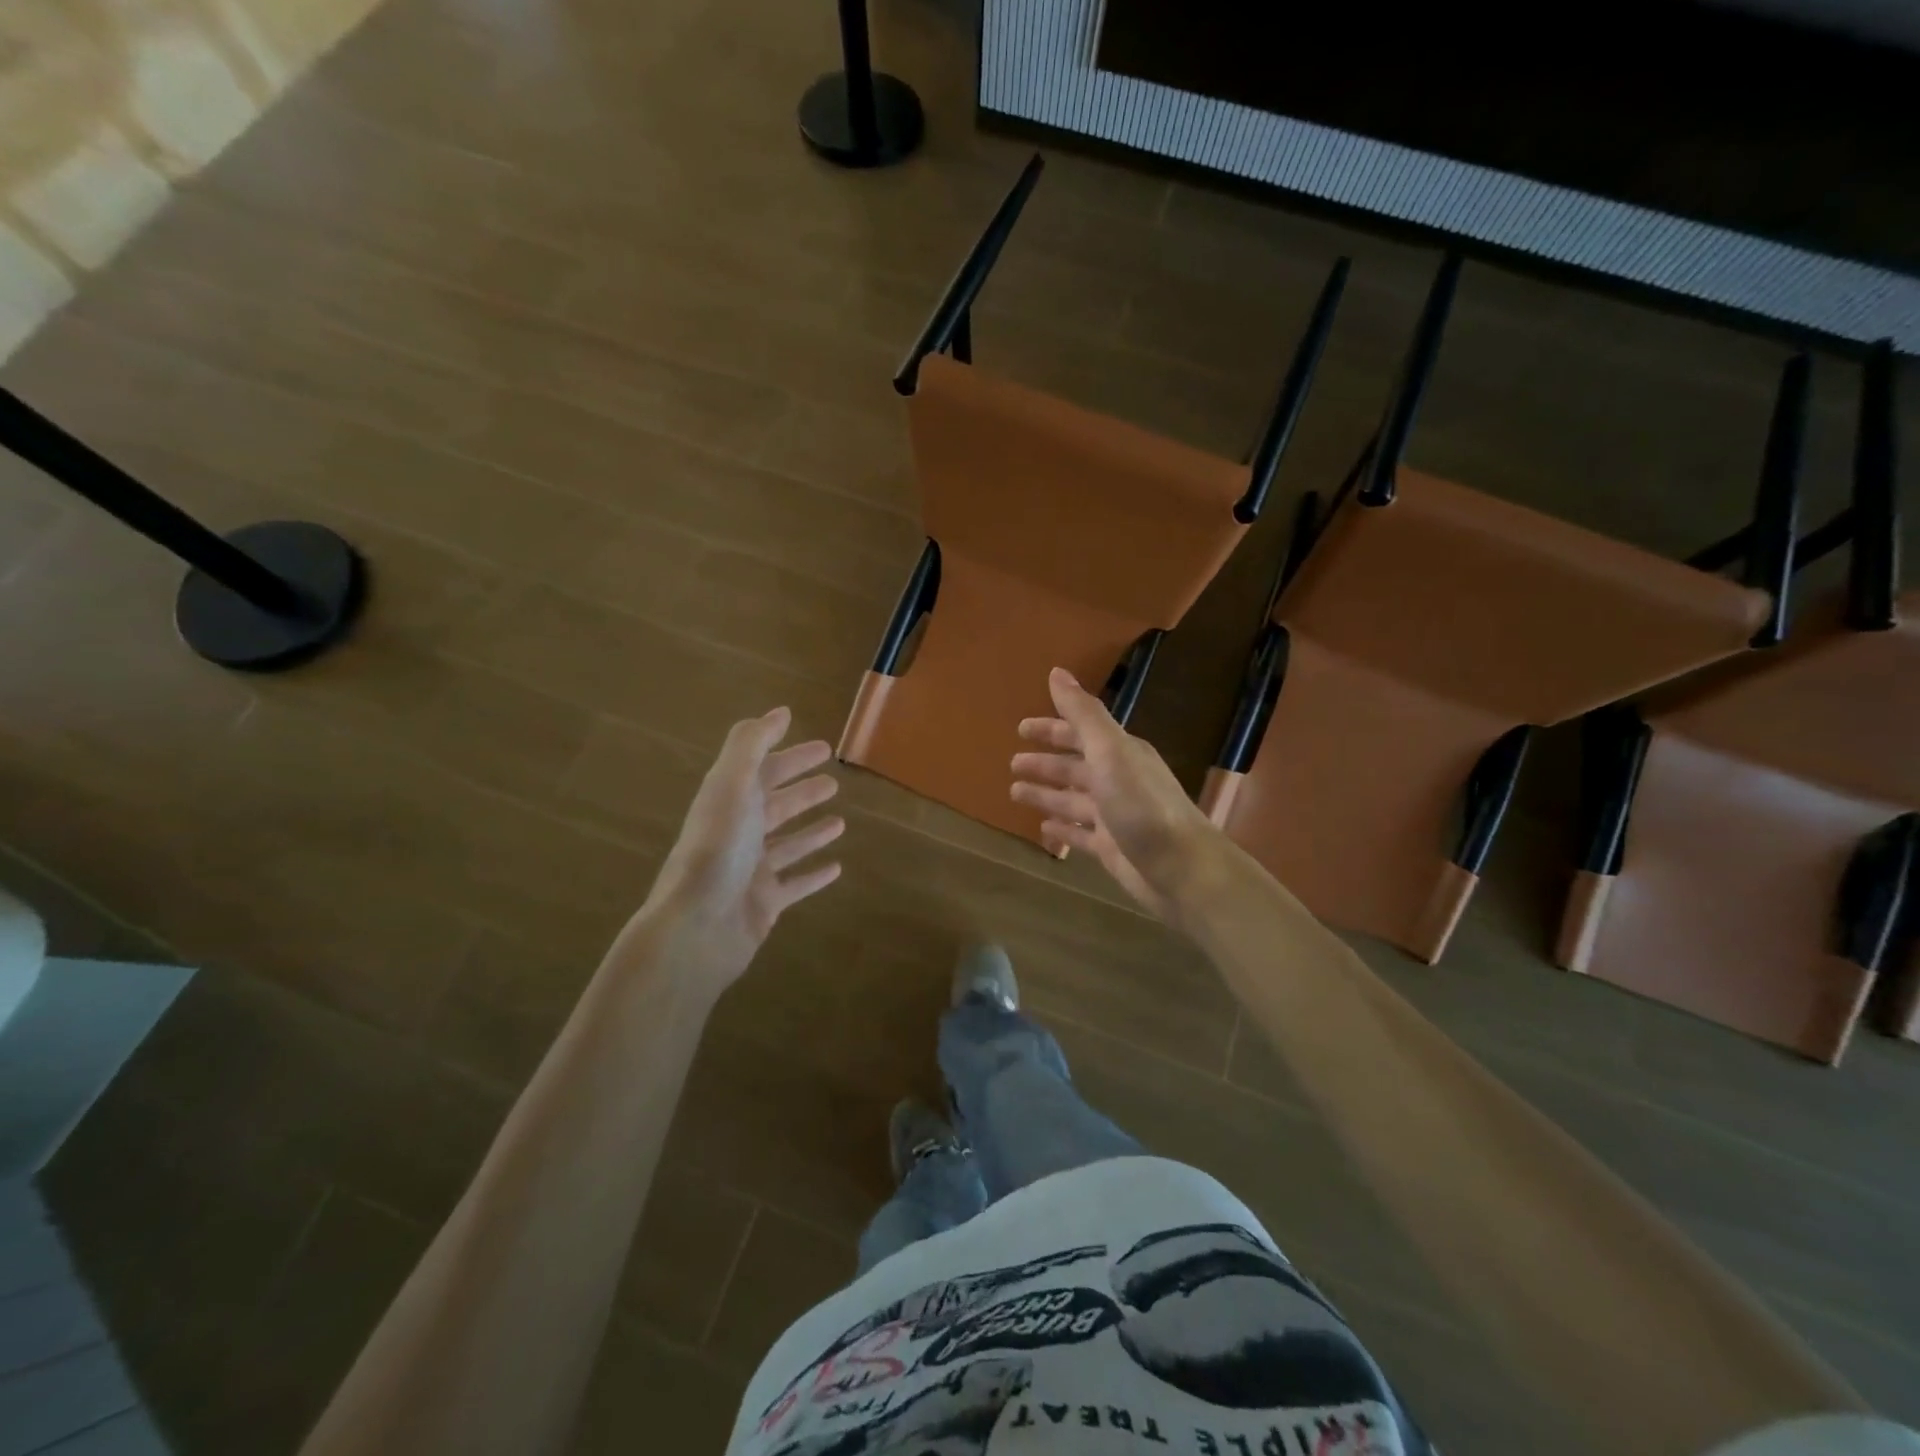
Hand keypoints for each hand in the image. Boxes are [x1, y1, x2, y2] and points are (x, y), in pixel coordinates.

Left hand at [630, 707, 843, 993]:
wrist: (697, 928)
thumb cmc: (717, 851)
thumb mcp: (731, 785)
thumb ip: (751, 744)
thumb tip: (780, 712)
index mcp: (729, 802)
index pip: (764, 771)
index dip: (791, 757)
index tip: (824, 748)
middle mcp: (739, 833)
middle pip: (775, 806)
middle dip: (803, 791)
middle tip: (835, 782)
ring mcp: (751, 871)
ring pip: (787, 845)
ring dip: (811, 832)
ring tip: (840, 822)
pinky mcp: (764, 903)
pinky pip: (795, 885)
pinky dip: (814, 875)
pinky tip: (837, 868)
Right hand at [1010, 668, 1219, 923]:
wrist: (1181, 868)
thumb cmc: (1142, 805)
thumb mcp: (1110, 751)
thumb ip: (1083, 714)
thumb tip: (1056, 672)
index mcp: (1119, 753)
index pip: (1079, 732)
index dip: (1051, 729)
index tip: (1020, 729)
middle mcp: (1117, 779)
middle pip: (1073, 766)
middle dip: (1044, 763)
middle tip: (1012, 764)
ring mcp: (1114, 815)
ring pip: (1072, 800)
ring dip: (1046, 794)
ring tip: (1014, 793)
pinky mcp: (1111, 848)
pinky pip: (1079, 834)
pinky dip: (1061, 829)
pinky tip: (1043, 829)